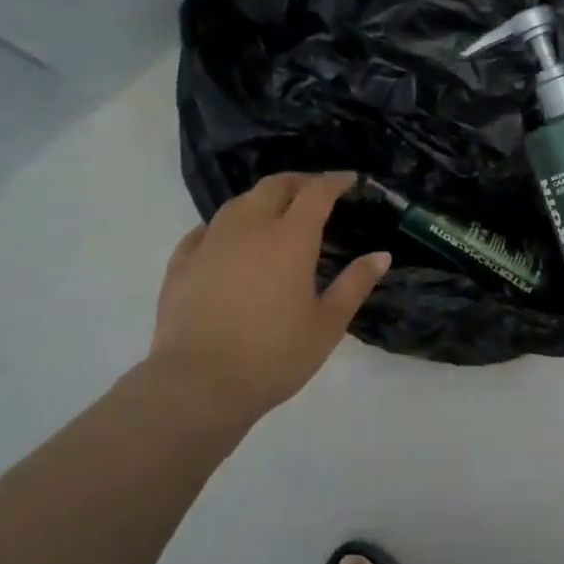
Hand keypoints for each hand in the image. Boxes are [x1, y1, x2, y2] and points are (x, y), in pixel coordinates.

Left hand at [143, 172, 390, 424]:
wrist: (198, 384)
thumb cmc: (273, 356)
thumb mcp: (327, 325)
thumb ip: (355, 284)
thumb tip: (381, 255)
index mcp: (290, 238)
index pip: (316, 193)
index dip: (334, 181)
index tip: (349, 180)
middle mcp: (249, 227)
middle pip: (274, 186)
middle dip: (298, 182)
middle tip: (314, 191)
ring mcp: (210, 242)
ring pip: (238, 202)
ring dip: (262, 199)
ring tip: (273, 212)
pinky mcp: (182, 262)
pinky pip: (206, 229)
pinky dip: (226, 224)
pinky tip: (228, 239)